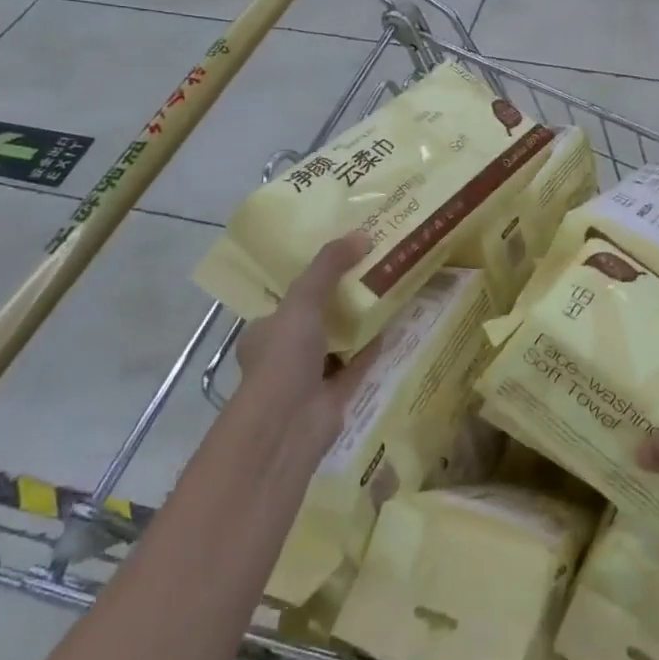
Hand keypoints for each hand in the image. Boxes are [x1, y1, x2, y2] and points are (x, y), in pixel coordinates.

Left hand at [232, 233, 377, 454]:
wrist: (288, 425)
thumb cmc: (284, 357)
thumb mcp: (303, 300)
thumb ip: (328, 267)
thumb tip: (362, 234)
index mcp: (265, 331)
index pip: (289, 300)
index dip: (314, 279)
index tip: (342, 259)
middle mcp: (284, 354)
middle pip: (317, 320)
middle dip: (341, 301)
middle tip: (371, 271)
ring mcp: (309, 378)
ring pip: (339, 343)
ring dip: (359, 324)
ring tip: (387, 294)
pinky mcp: (334, 397)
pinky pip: (357, 366)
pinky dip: (372, 349)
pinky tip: (393, 328)